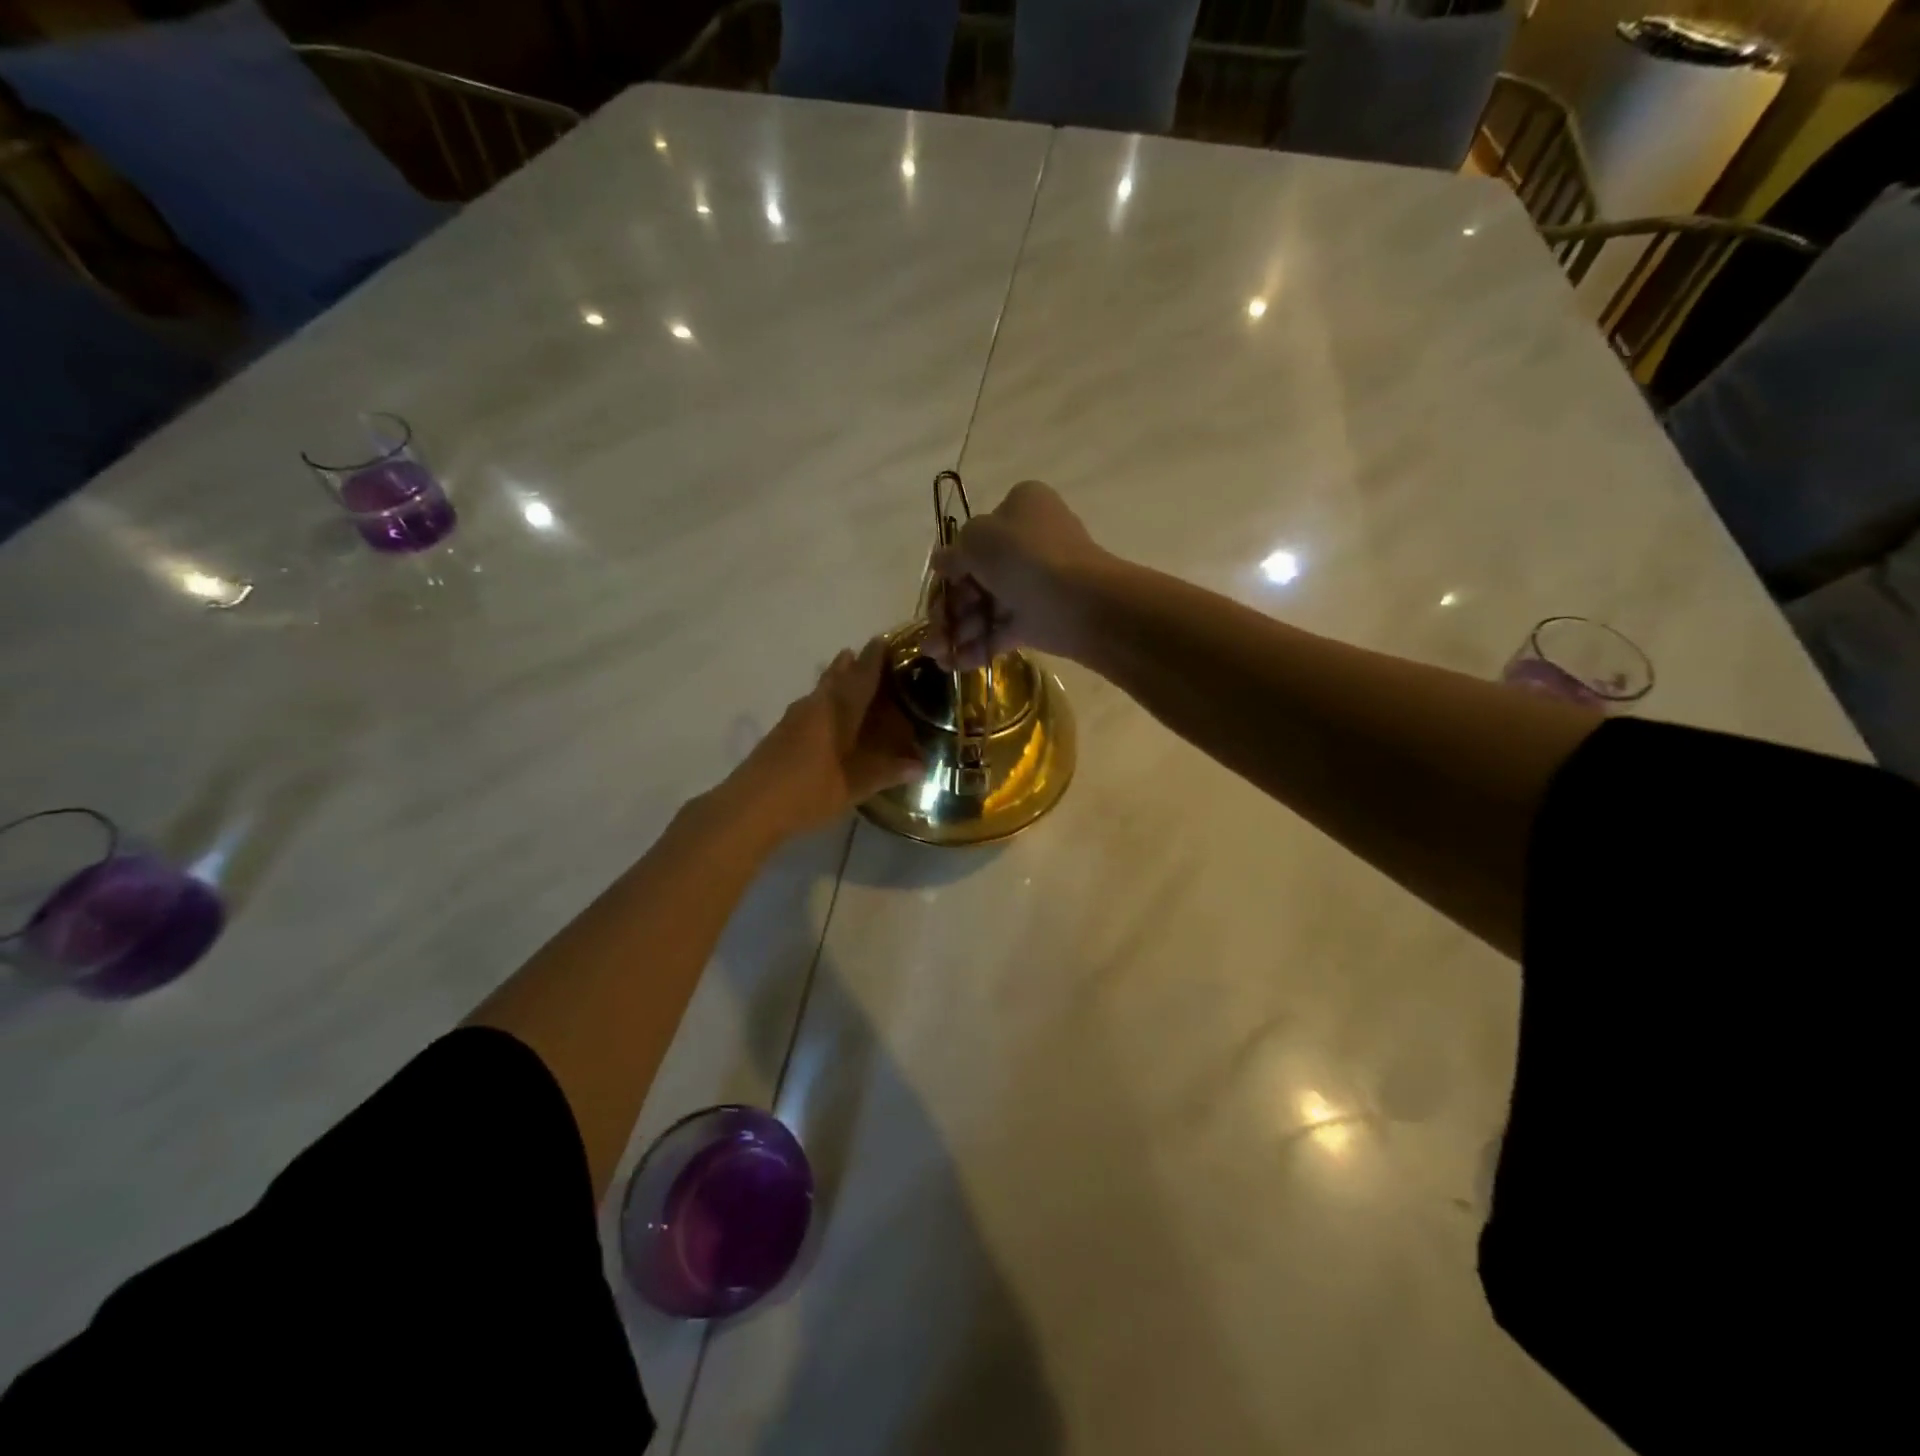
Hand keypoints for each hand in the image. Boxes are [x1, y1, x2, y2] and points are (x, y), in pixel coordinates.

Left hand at [722, 636, 923, 839]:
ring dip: (835, 680)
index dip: (873, 658)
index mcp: (838, 710)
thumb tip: (920, 766)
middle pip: (836, 676)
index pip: (861, 675)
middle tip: (867, 656)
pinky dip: (824, 702)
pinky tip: (828, 718)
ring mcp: (794, 718)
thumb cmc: (808, 790)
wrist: (751, 806)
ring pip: (820, 690)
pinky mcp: (781, 733)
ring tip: (849, 678)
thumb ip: (886, 773)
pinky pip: (810, 706)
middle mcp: (816, 705)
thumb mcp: (854, 785)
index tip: (884, 641)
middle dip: (852, 664)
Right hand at [925, 480, 1112, 670]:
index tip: (937, 585)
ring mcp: (1035, 584)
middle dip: (950, 606)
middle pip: (978, 576)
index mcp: (1020, 509)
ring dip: (958, 630)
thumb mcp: (977, 539)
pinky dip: (978, 646)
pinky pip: (1002, 631)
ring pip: (987, 606)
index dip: (952, 563)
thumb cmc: (1025, 558)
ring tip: (937, 654)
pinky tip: (954, 664)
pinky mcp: (1039, 620)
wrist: (1080, 603)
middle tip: (932, 630)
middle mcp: (1029, 543)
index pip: (976, 536)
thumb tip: (942, 562)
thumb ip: (954, 552)